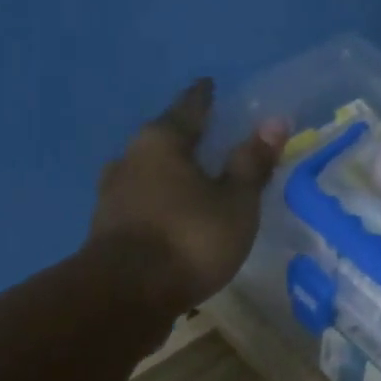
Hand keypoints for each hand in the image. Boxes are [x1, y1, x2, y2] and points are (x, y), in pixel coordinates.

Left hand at [87, 78, 289, 313]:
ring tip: (189, 184)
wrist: (127, 294)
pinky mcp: (106, 230)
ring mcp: (112, 195)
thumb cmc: (189, 240)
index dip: (204, 97)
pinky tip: (169, 220)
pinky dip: (157, 207)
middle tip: (206, 140)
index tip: (210, 86)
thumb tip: (274, 121)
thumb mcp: (235, 204)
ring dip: (167, 177)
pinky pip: (140, 207)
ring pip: (147, 175)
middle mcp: (130, 159)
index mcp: (162, 141)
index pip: (189, 108)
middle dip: (184, 140)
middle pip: (162, 141)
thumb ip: (251, 164)